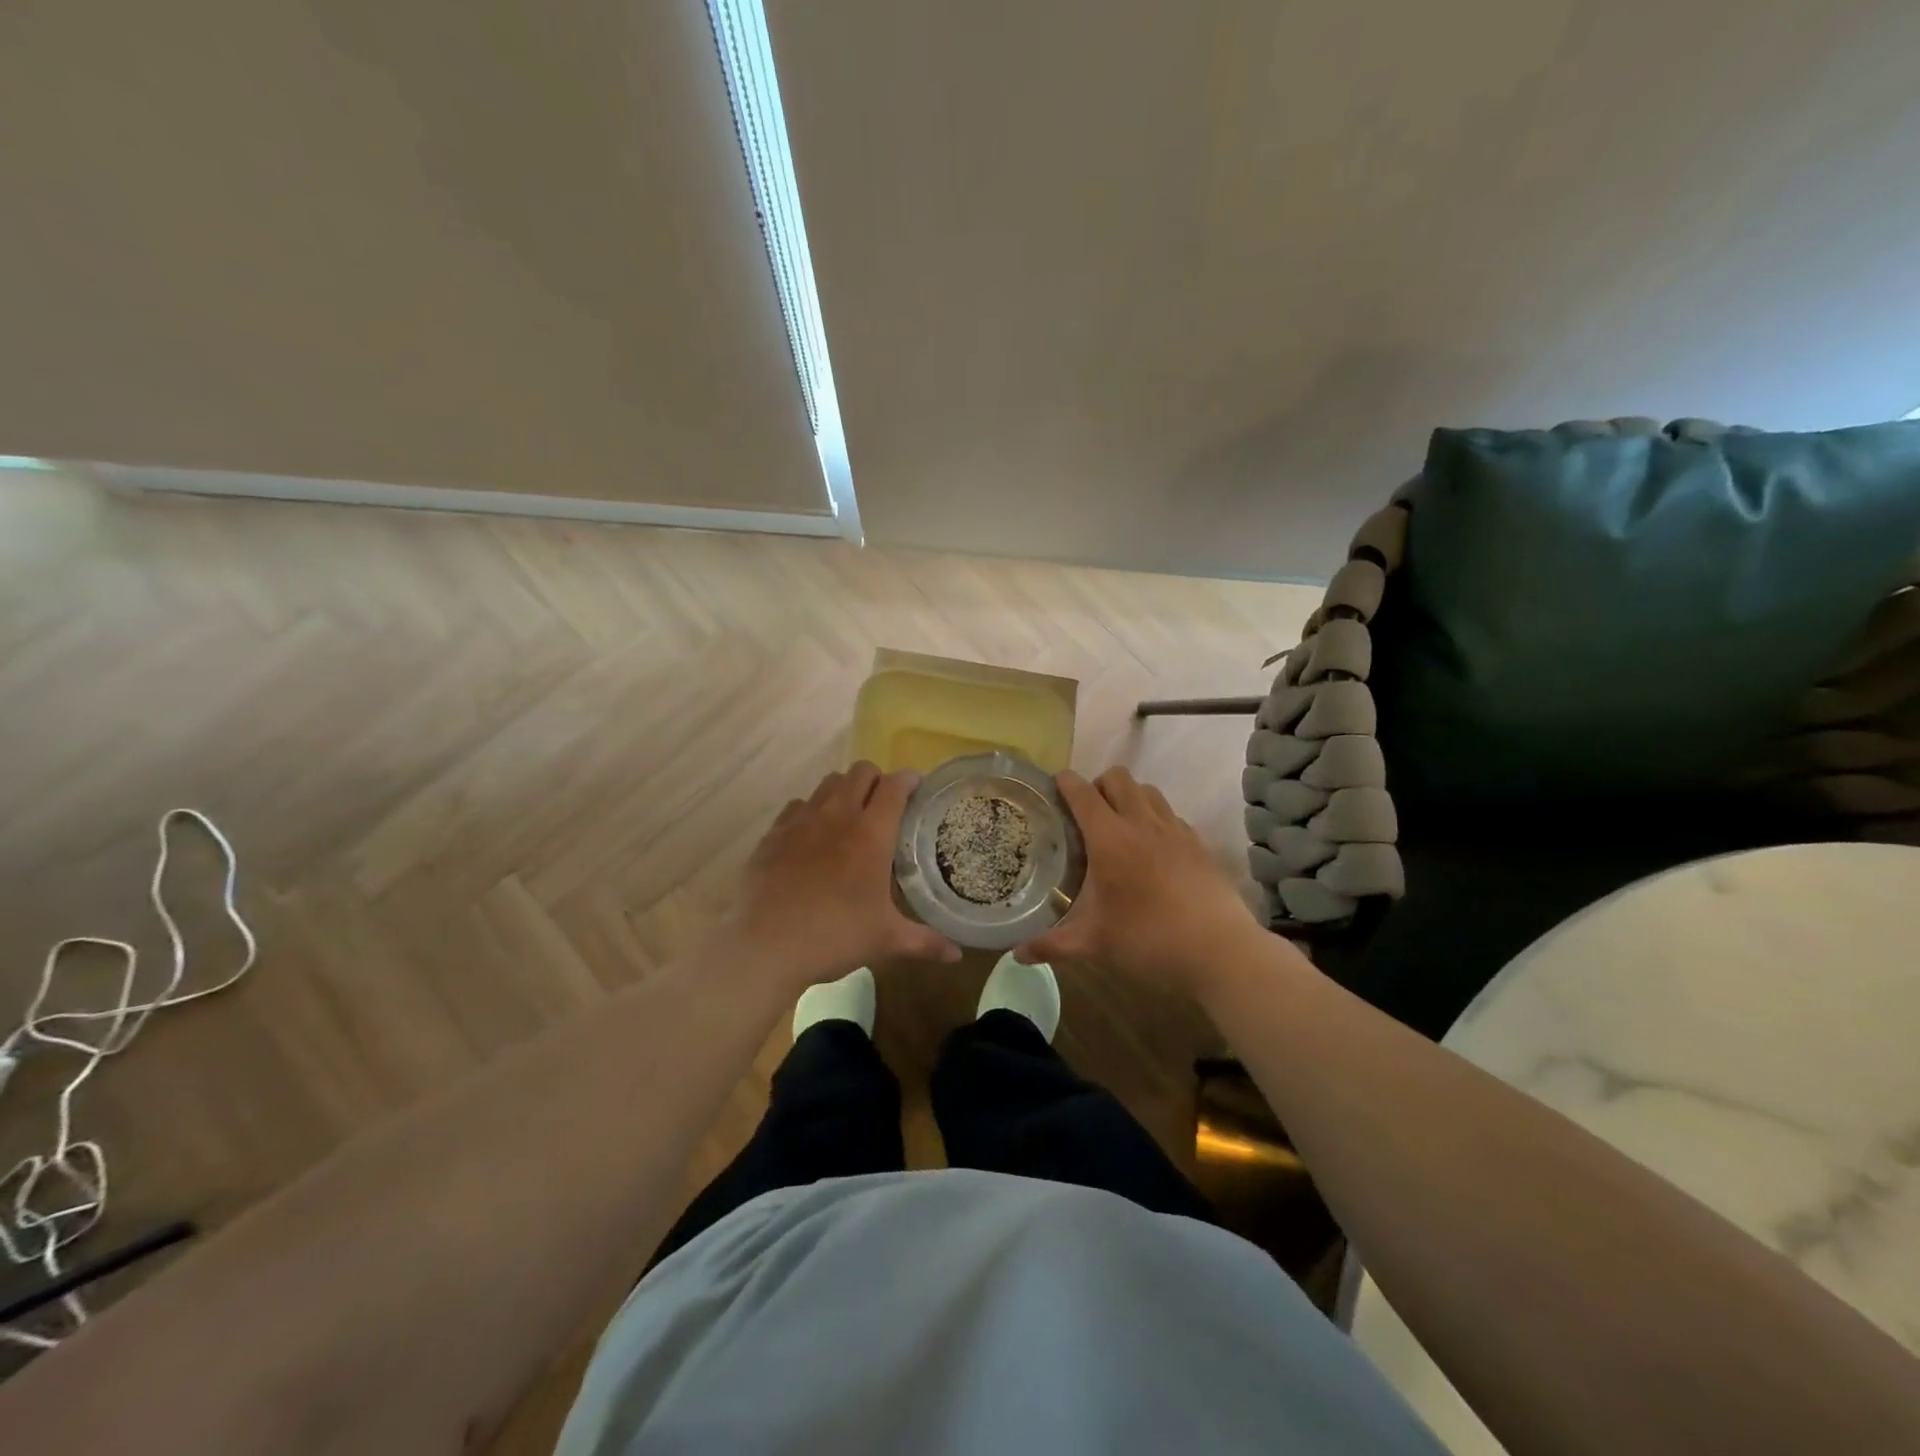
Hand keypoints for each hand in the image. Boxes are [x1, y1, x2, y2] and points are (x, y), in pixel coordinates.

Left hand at [727, 762, 960, 988]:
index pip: (895, 786)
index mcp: (871, 833)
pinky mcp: (773, 833)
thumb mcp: (885, 940)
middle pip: (861, 772)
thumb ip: (924, 941)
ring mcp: (801, 820)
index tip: (916, 789)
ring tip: (849, 816)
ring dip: (845, 790)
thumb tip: (957, 955)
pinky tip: (812, 836)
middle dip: (877, 780)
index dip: (909, 781)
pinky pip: (798, 805)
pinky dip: (811, 811)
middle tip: (884, 805)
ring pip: (829, 782)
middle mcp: (837, 815)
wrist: (764, 945)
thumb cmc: (834, 937)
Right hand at [1017, 767, 1262, 994]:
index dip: (1064, 782)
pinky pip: (1170, 814)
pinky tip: (1152, 850)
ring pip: (1147, 790)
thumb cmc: (1148, 939)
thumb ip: (1052, 945)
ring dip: (1128, 797)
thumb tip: (1017, 955)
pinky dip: (1155, 819)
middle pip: (1117, 777)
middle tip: (1086, 814)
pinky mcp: (1198, 843)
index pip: (1082, 791)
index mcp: (1110, 838)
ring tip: (1119, 826)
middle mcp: (1141, 822)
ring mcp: (1174, 829)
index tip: (1052, 787)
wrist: (1219, 949)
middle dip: (1097, 784)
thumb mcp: (1094, 943)